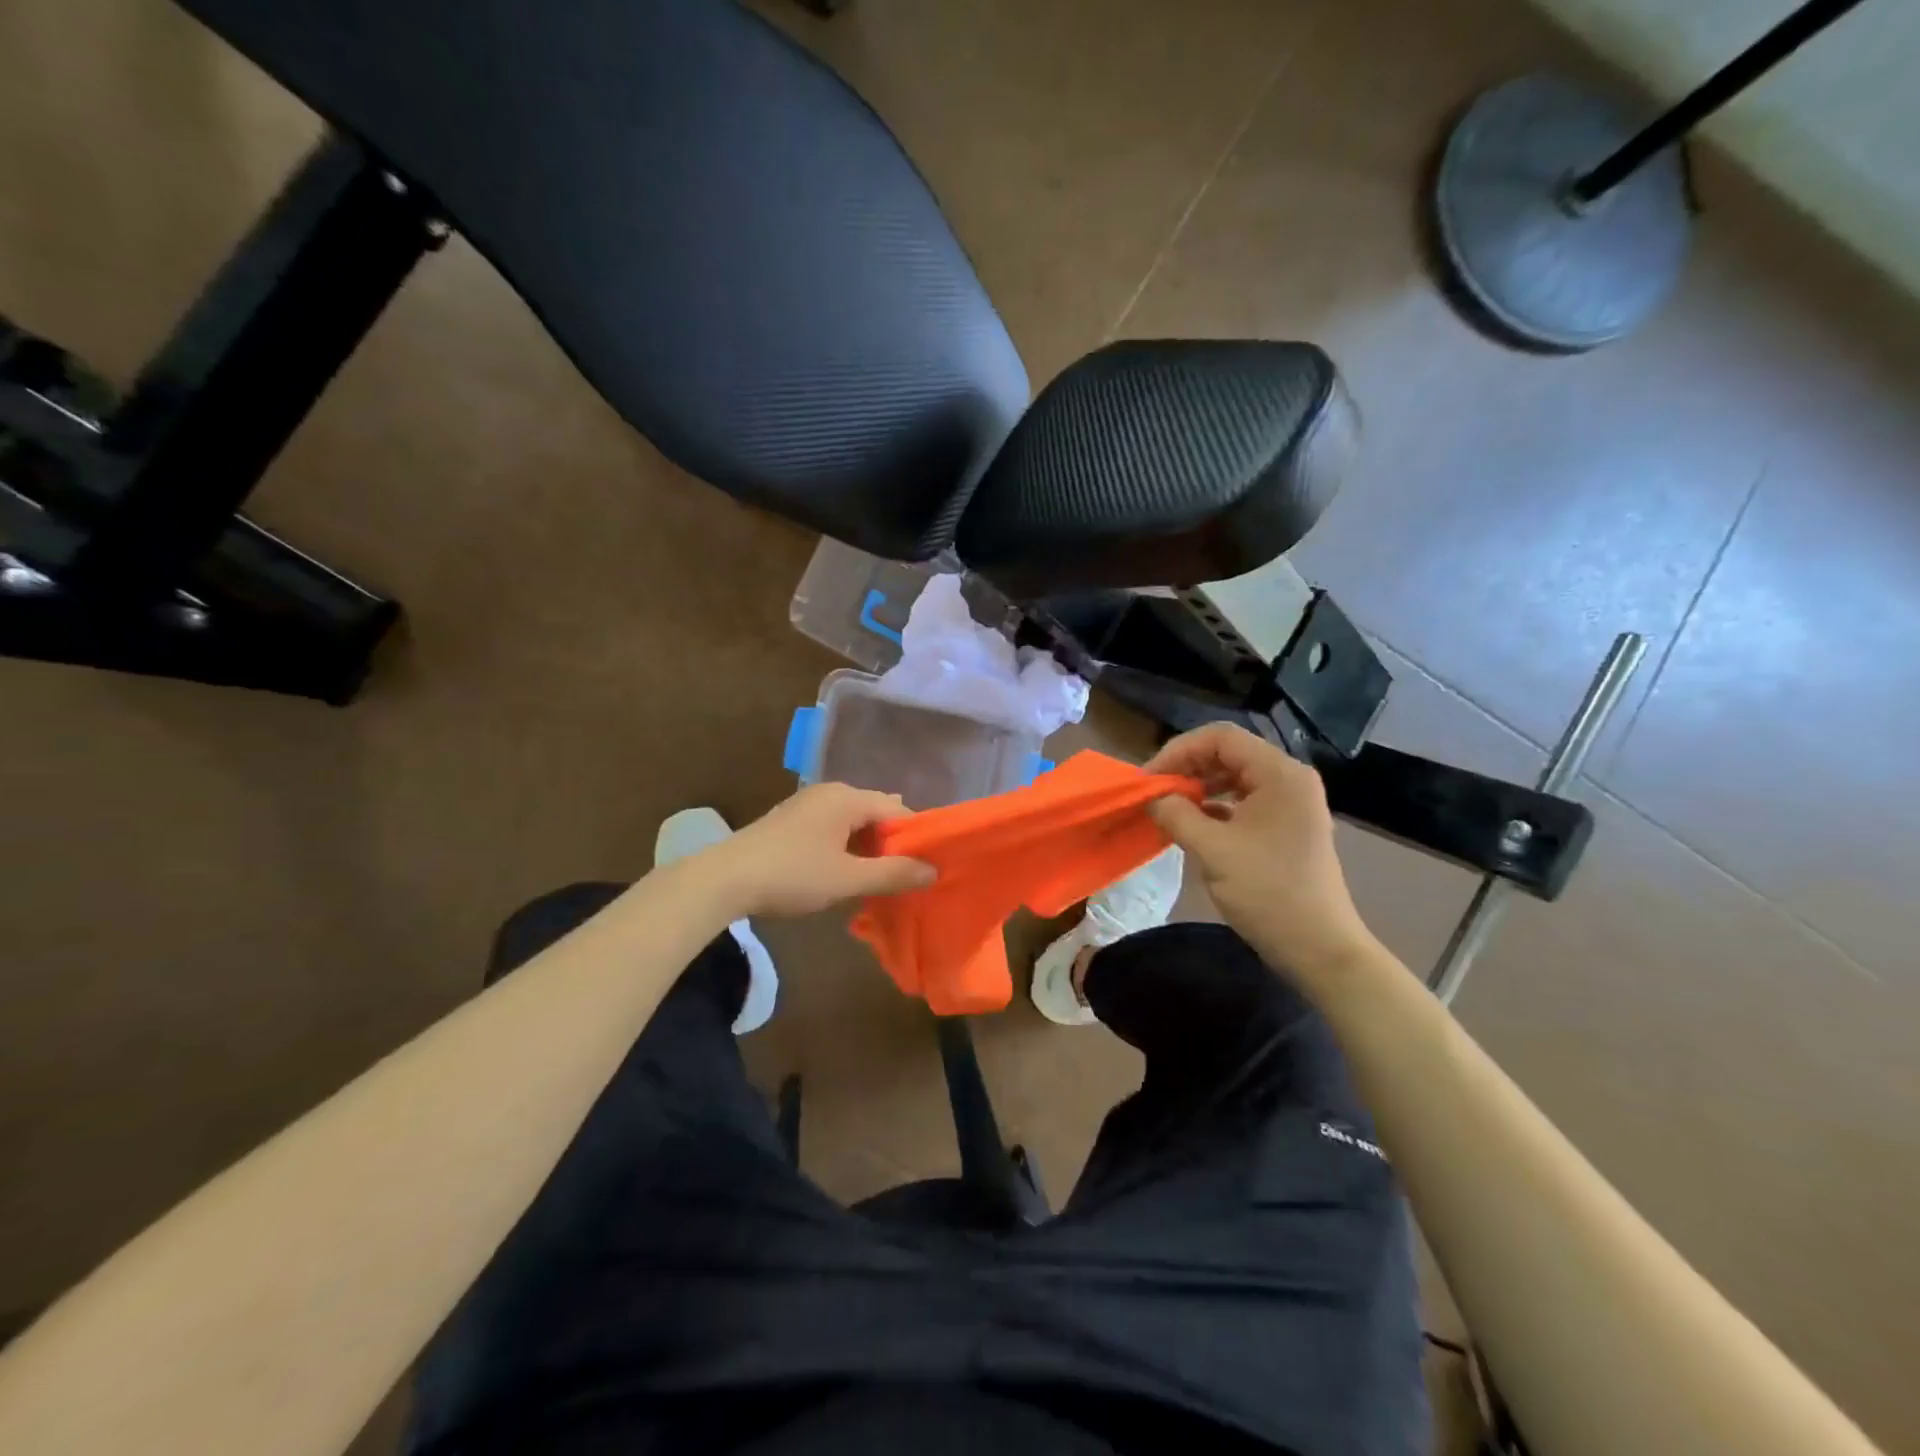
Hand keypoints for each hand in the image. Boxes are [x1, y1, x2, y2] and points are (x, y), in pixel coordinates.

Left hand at [701, 784, 934, 917]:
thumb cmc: (792, 875)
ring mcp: (806, 805)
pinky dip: (845, 847)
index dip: (916, 838)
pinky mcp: (790, 821)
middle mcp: (829, 792)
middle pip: (875, 813)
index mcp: (848, 798)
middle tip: (905, 877)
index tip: (927, 866)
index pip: (897, 810)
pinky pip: (832, 828)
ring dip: (867, 848)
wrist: (723, 880)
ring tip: (878, 880)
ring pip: (852, 822)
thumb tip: (933, 870)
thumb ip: (893, 874)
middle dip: (891, 843)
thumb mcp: (848, 879)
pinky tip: (843, 873)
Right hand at [1146, 724, 1379, 981]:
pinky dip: (1214, 808)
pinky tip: (1191, 826)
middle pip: (1228, 754)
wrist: (1320, 950)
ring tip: (1168, 809)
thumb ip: (1176, 815)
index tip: (1149, 780)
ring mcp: (1290, 805)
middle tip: (1153, 794)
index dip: (1179, 751)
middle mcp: (1289, 780)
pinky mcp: (1285, 828)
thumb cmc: (1269, 893)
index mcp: (1280, 774)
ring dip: (1198, 788)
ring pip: (1233, 778)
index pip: (1221, 738)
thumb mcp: (1213, 851)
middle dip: (1186, 768)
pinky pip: (1243, 802)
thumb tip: (1153, 798)